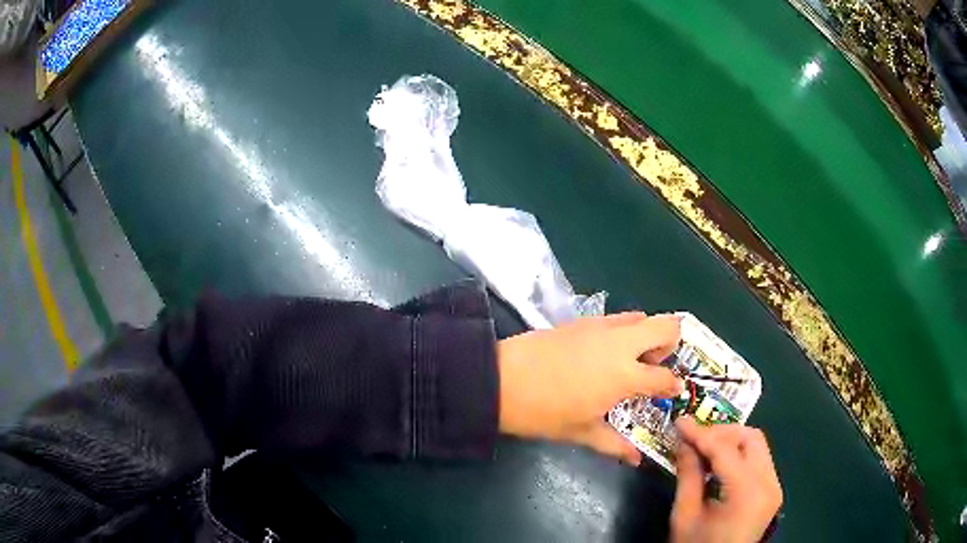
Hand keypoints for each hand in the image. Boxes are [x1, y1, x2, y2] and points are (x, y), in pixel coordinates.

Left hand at [496, 313, 682, 463]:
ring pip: (642, 317)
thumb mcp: (581, 432)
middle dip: (670, 344)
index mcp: (624, 376)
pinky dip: (623, 330)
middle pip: (667, 325)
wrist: (500, 380)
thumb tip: (635, 460)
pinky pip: (616, 318)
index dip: (673, 385)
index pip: (665, 377)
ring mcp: (601, 327)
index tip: (672, 391)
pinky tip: (605, 352)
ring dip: (646, 335)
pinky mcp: (582, 319)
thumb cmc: (543, 412)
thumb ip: (614, 444)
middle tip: (653, 367)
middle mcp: (621, 344)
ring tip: (629, 360)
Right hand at [671, 417, 782, 542]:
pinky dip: (738, 456)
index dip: (701, 433)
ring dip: (730, 442)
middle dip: (721, 433)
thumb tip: (683, 442)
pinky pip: (758, 461)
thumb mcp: (685, 515)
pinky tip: (718, 465)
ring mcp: (774, 487)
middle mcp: (769, 483)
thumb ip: (688, 475)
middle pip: (751, 438)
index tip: (679, 421)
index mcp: (747, 493)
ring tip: (703, 450)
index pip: (725, 450)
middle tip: (693, 439)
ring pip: (757, 446)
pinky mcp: (772, 491)